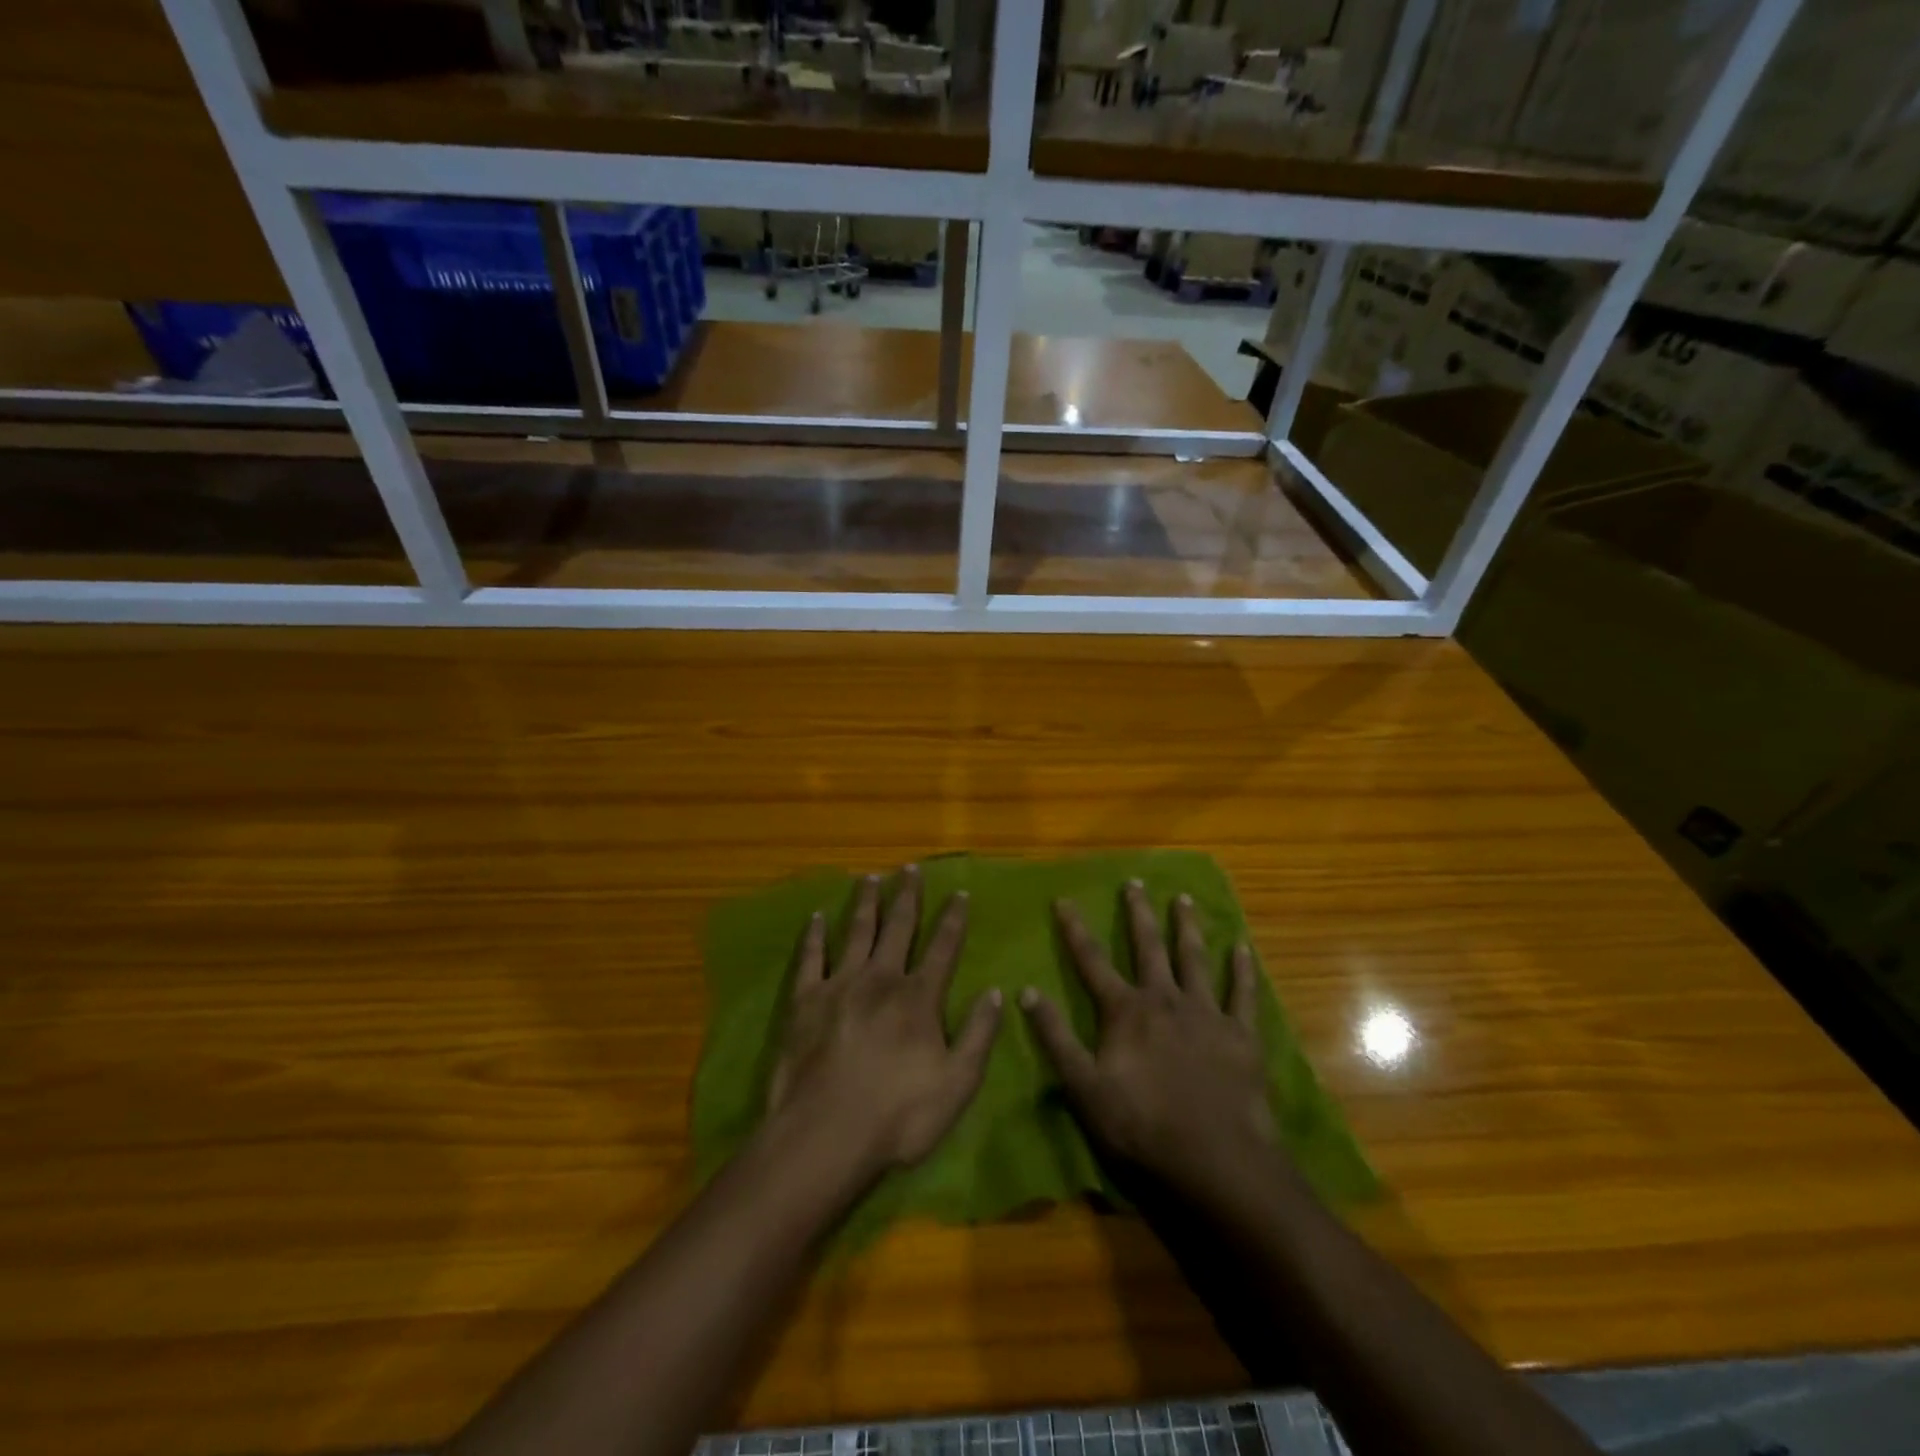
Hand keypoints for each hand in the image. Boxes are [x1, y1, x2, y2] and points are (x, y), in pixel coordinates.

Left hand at [767, 866, 1002, 1175]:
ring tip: (870, 877)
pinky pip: (811, 958)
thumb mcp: (957, 1084)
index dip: (953, 919)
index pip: (943, 947)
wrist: (825, 1135)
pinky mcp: (805, 1000)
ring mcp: (840, 985)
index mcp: (919, 998)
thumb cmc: (898, 1117)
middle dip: (907, 896)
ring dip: (865, 903)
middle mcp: (881, 979)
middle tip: (910, 868)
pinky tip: (818, 917)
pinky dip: (815, 935)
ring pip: (856, 932)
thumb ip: (979, 1035)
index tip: (959, 892)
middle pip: (898, 927)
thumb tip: (995, 992)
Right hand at [1020, 881, 1277, 1198]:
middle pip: (1148, 947)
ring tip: (1184, 899)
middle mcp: (1164, 999)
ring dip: (1187, 927)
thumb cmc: (1141, 1127)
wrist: (1216, 1161)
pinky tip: (1242, 947)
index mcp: (1125, 1011)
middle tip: (1135, 882)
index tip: (1065, 900)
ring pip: (1194, 959)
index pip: (1092, 961)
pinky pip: (1241, 994)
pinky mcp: (1240, 1035)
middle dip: (1138, 913)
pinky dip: (1241, 970)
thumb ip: (1055, 1037)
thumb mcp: (1083, 1087)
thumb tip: (1026, 991)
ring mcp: (1206, 1013)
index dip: (1075, 930)